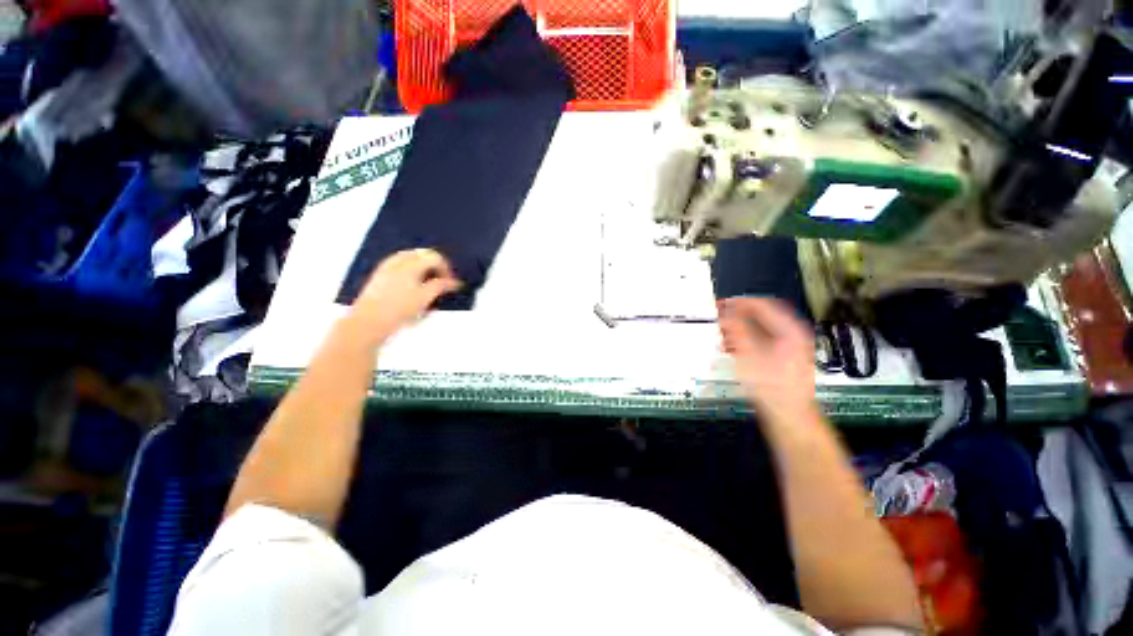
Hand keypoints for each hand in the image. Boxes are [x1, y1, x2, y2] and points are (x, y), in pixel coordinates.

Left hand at [351, 248, 461, 343]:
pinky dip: (411, 272)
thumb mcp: (425, 298)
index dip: (446, 269)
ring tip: (428, 286)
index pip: (435, 257)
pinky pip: (400, 265)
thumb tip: (454, 282)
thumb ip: (441, 286)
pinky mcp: (379, 275)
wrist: (368, 322)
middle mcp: (397, 260)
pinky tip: (412, 288)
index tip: (451, 283)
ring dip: (423, 269)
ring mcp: (386, 266)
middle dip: (435, 267)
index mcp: (410, 263)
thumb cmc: (398, 310)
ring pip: (411, 259)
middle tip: (442, 283)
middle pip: (422, 254)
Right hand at [719, 297, 817, 423]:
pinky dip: (744, 341)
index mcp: (789, 330)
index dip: (739, 302)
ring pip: (759, 330)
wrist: (790, 416)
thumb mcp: (749, 355)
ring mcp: (788, 348)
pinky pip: (760, 342)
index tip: (721, 303)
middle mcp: (792, 336)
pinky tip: (731, 348)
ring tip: (721, 333)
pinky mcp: (781, 360)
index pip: (762, 305)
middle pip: (761, 317)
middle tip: (719, 317)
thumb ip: (736, 331)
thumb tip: (725, 314)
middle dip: (737, 317)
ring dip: (739, 329)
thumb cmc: (772, 386)